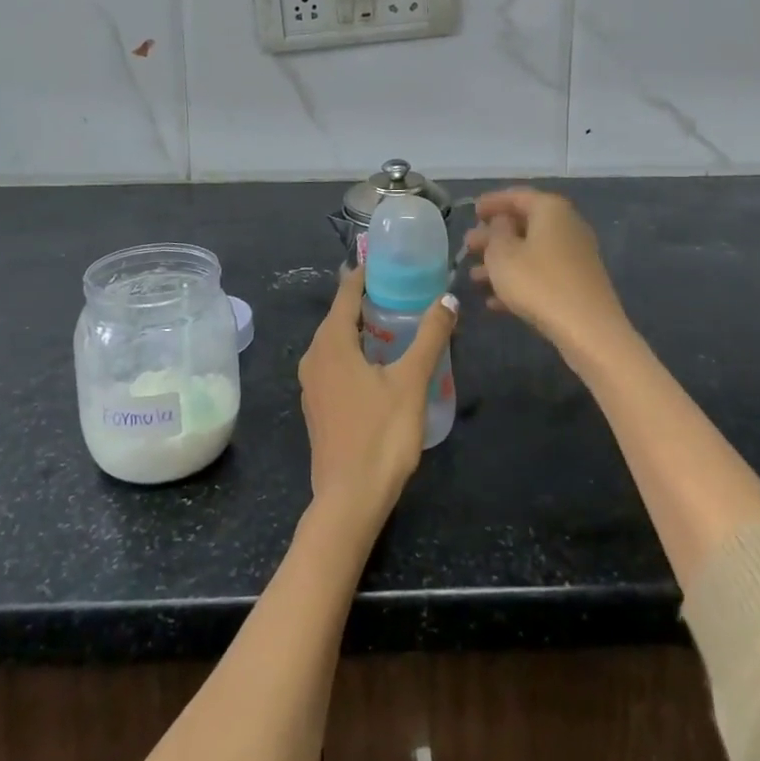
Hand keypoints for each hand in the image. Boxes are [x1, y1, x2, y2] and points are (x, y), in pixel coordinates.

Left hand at [298, 266, 456, 514]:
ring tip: (397, 323)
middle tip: (404, 290)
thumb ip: (430, 337)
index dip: (367, 273)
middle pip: (340, 315)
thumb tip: (448, 299)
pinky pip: (335, 363)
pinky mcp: (317, 405)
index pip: (347, 292)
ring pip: (337, 341)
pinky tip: (380, 364)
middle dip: (369, 300)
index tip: (390, 260)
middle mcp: (314, 356)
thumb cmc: (380, 434)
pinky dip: (356, 352)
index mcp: (331, 342)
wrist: (349, 500)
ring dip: (363, 328)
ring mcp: (312, 383)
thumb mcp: (411, 381)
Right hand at [464, 188, 630, 367]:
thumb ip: (495, 232)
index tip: (472, 211)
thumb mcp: (502, 254)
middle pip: (524, 224)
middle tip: (468, 246)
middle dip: (493, 236)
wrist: (588, 329)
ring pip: (530, 251)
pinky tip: (494, 301)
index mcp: (550, 209)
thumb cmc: (538, 282)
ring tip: (473, 277)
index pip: (516, 196)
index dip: (492, 202)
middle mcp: (567, 225)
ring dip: (502, 262)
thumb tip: (502, 222)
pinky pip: (542, 273)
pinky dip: (519, 280)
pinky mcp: (577, 283)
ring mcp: (575, 255)